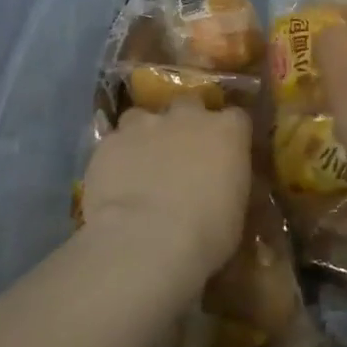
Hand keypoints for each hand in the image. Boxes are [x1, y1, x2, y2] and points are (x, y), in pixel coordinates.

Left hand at [80, 98, 251, 281]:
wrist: (146, 242)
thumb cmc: (206, 235)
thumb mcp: (235, 213)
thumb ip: (230, 185)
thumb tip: (226, 184)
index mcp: (227, 132)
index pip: (236, 118)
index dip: (228, 135)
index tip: (225, 153)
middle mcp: (187, 117)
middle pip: (189, 104)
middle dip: (186, 122)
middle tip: (181, 152)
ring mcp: (145, 125)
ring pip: (143, 117)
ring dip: (144, 135)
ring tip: (140, 164)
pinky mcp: (109, 142)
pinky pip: (114, 142)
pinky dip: (116, 157)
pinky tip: (114, 181)